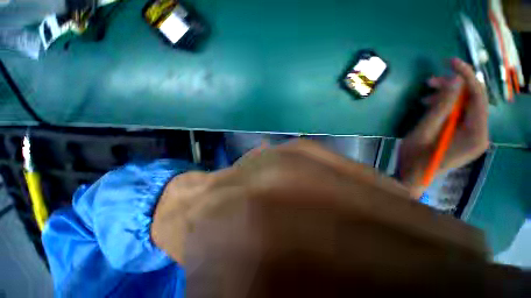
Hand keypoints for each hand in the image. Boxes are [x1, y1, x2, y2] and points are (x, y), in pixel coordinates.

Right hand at [399, 58, 489, 197]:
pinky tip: (430, 108)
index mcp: (476, 134)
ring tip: (426, 96)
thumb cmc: (415, 158)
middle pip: (472, 102)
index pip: (478, 97)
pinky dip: (446, 109)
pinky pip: (459, 117)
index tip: (450, 62)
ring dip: (447, 99)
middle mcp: (480, 134)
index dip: (466, 76)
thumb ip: (442, 107)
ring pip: (465, 108)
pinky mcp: (464, 138)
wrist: (413, 177)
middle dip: (453, 88)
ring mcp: (473, 137)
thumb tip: (456, 81)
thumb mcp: (424, 131)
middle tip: (430, 82)